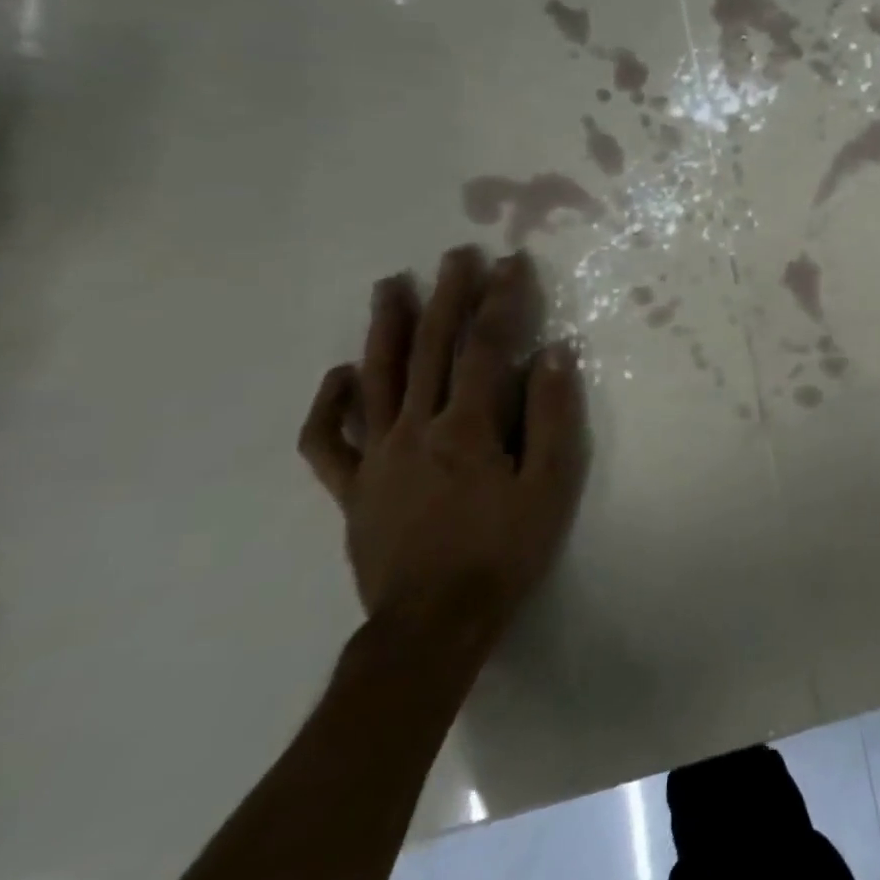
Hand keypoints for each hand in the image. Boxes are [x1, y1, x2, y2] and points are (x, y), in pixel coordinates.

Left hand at [297, 247, 584, 633]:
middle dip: (446, 296)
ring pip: (375, 378)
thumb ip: (550, 415)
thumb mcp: (549, 484)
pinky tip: (341, 375)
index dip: (500, 301)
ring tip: (390, 285)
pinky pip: (327, 441)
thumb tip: (552, 352)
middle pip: (429, 349)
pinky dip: (329, 404)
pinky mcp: (352, 489)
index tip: (511, 263)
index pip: (484, 348)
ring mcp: (376, 458)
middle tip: (454, 255)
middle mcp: (415, 429)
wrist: (434, 625)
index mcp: (466, 428)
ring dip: (385, 327)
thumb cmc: (504, 551)